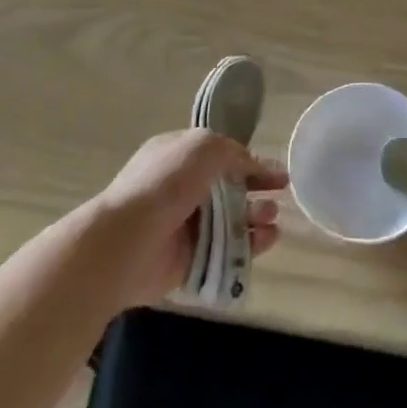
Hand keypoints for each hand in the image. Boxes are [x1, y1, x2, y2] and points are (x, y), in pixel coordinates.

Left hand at [92, 129, 287, 308]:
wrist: (125, 243)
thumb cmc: (164, 184)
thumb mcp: (203, 147)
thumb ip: (233, 151)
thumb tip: (252, 165)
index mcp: (178, 157)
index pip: (221, 155)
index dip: (250, 161)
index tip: (278, 171)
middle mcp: (181, 189)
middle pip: (229, 188)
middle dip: (256, 190)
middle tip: (281, 194)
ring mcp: (184, 226)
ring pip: (230, 220)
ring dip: (256, 217)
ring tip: (272, 219)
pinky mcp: (189, 260)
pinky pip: (226, 250)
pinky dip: (249, 245)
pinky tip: (268, 240)